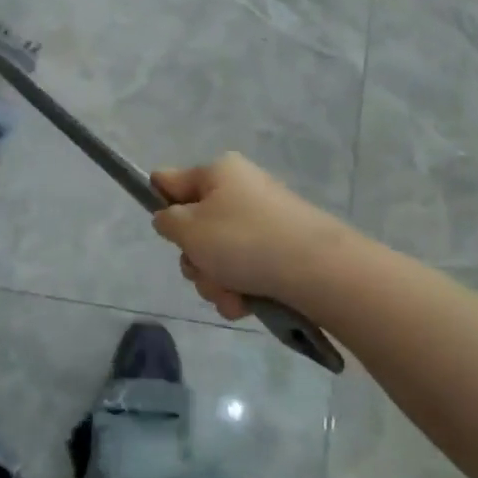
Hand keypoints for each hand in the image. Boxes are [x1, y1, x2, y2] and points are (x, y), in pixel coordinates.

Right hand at [151, 153, 340, 320]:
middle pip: (194, 227)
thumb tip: (171, 218)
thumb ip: (167, 221)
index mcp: (217, 173)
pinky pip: (245, 270)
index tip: (167, 233)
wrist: (318, 270)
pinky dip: (240, 289)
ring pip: (218, 255)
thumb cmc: (244, 240)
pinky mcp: (281, 250)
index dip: (159, 206)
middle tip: (203, 270)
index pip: (169, 181)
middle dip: (195, 259)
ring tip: (231, 294)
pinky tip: (246, 304)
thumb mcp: (189, 229)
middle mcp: (240, 190)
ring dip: (215, 281)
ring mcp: (263, 221)